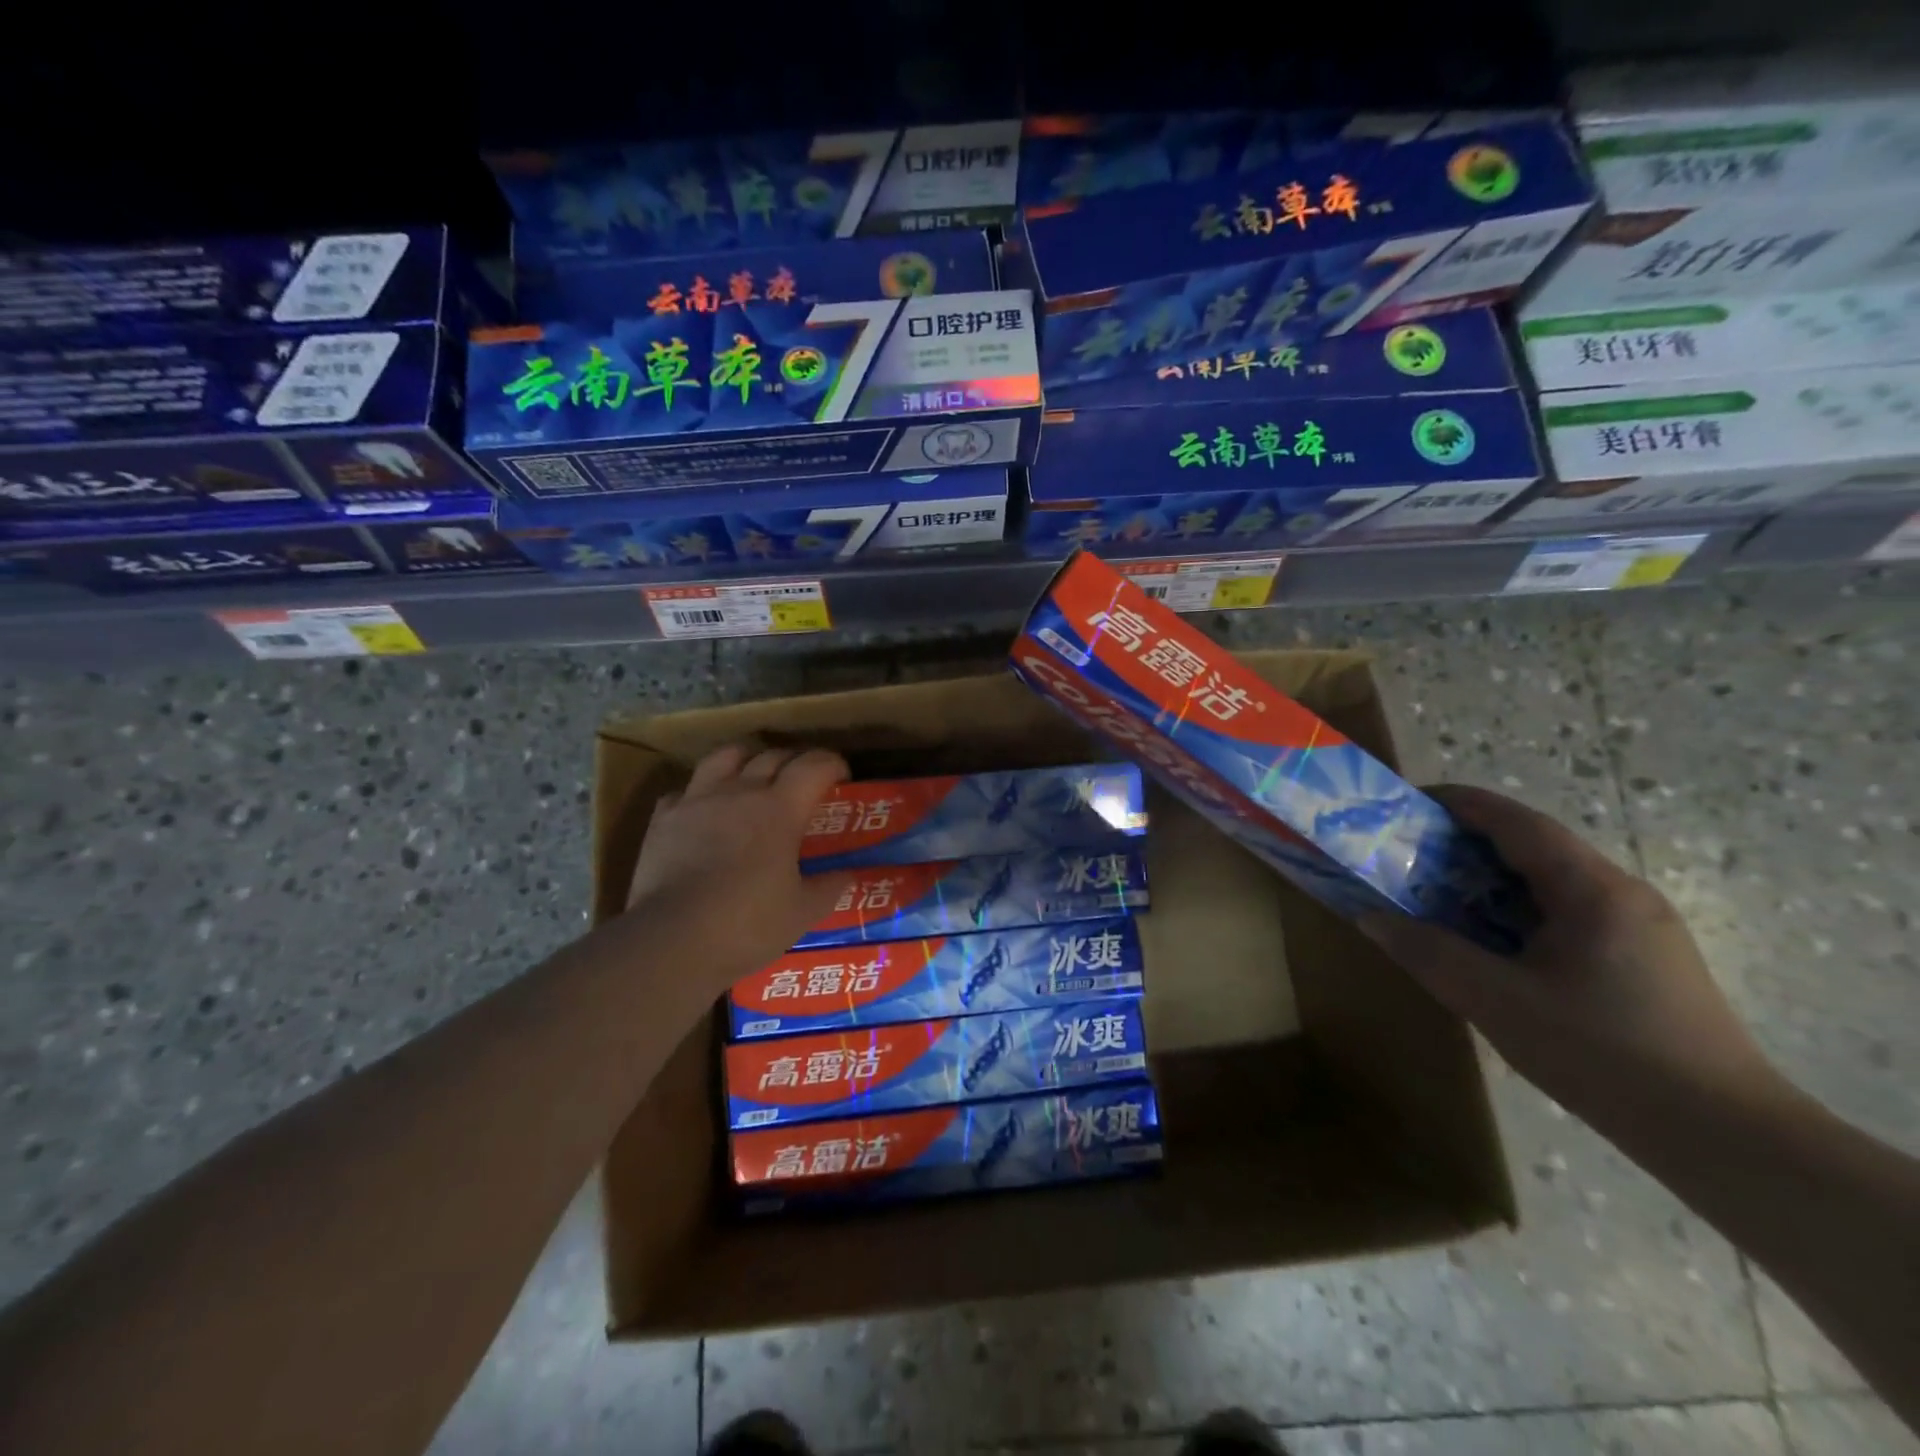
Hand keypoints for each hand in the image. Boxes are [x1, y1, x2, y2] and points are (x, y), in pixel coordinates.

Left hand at [625, 744, 856, 985]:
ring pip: (724, 756)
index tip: (842, 775)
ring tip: (752, 775)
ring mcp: (697, 801)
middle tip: (803, 781)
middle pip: (772, 755)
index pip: (813, 766)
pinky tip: (704, 810)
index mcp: (781, 809)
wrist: (672, 940)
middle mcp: (740, 792)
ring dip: (746, 759)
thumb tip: (847, 876)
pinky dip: (700, 793)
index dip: (832, 764)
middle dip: (794, 761)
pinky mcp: (664, 818)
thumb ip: (829, 887)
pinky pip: (684, 790)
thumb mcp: (802, 912)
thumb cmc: (747, 924)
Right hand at [1360, 785, 1782, 1121]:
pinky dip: (1516, 910)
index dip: (1456, 804)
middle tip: (1406, 856)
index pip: (1515, 821)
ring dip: (1489, 879)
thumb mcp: (1496, 1001)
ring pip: (1549, 881)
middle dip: (1464, 843)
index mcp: (1591, 889)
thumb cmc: (1603, 1055)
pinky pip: (1566, 912)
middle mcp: (1621, 892)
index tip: (1404, 805)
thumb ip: (1428, 952)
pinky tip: (1491, 942)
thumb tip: (1370, 917)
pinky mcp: (1644, 957)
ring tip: (1436, 896)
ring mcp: (1639, 925)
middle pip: (1532, 846)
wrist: (1726, 1138)